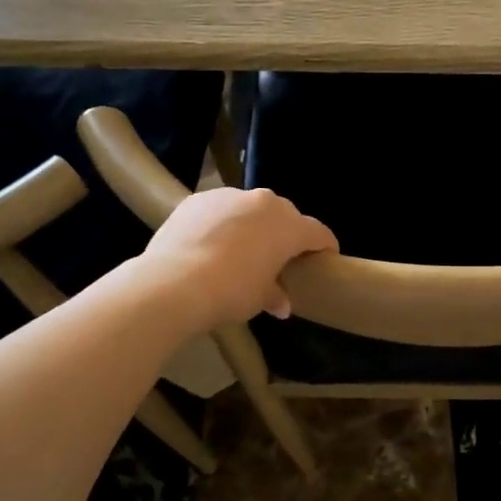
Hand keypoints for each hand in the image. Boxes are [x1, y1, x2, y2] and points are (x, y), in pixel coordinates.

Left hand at [143, 187, 338, 326]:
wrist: (174, 283)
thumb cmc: (232, 292)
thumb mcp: (260, 299)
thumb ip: (275, 295)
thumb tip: (281, 304)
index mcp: (289, 226)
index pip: (318, 232)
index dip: (325, 246)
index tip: (325, 257)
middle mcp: (264, 203)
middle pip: (284, 216)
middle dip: (286, 234)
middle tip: (279, 257)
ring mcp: (229, 196)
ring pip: (250, 209)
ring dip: (252, 225)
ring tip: (240, 249)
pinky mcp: (198, 199)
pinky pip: (220, 209)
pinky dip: (222, 223)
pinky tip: (210, 243)